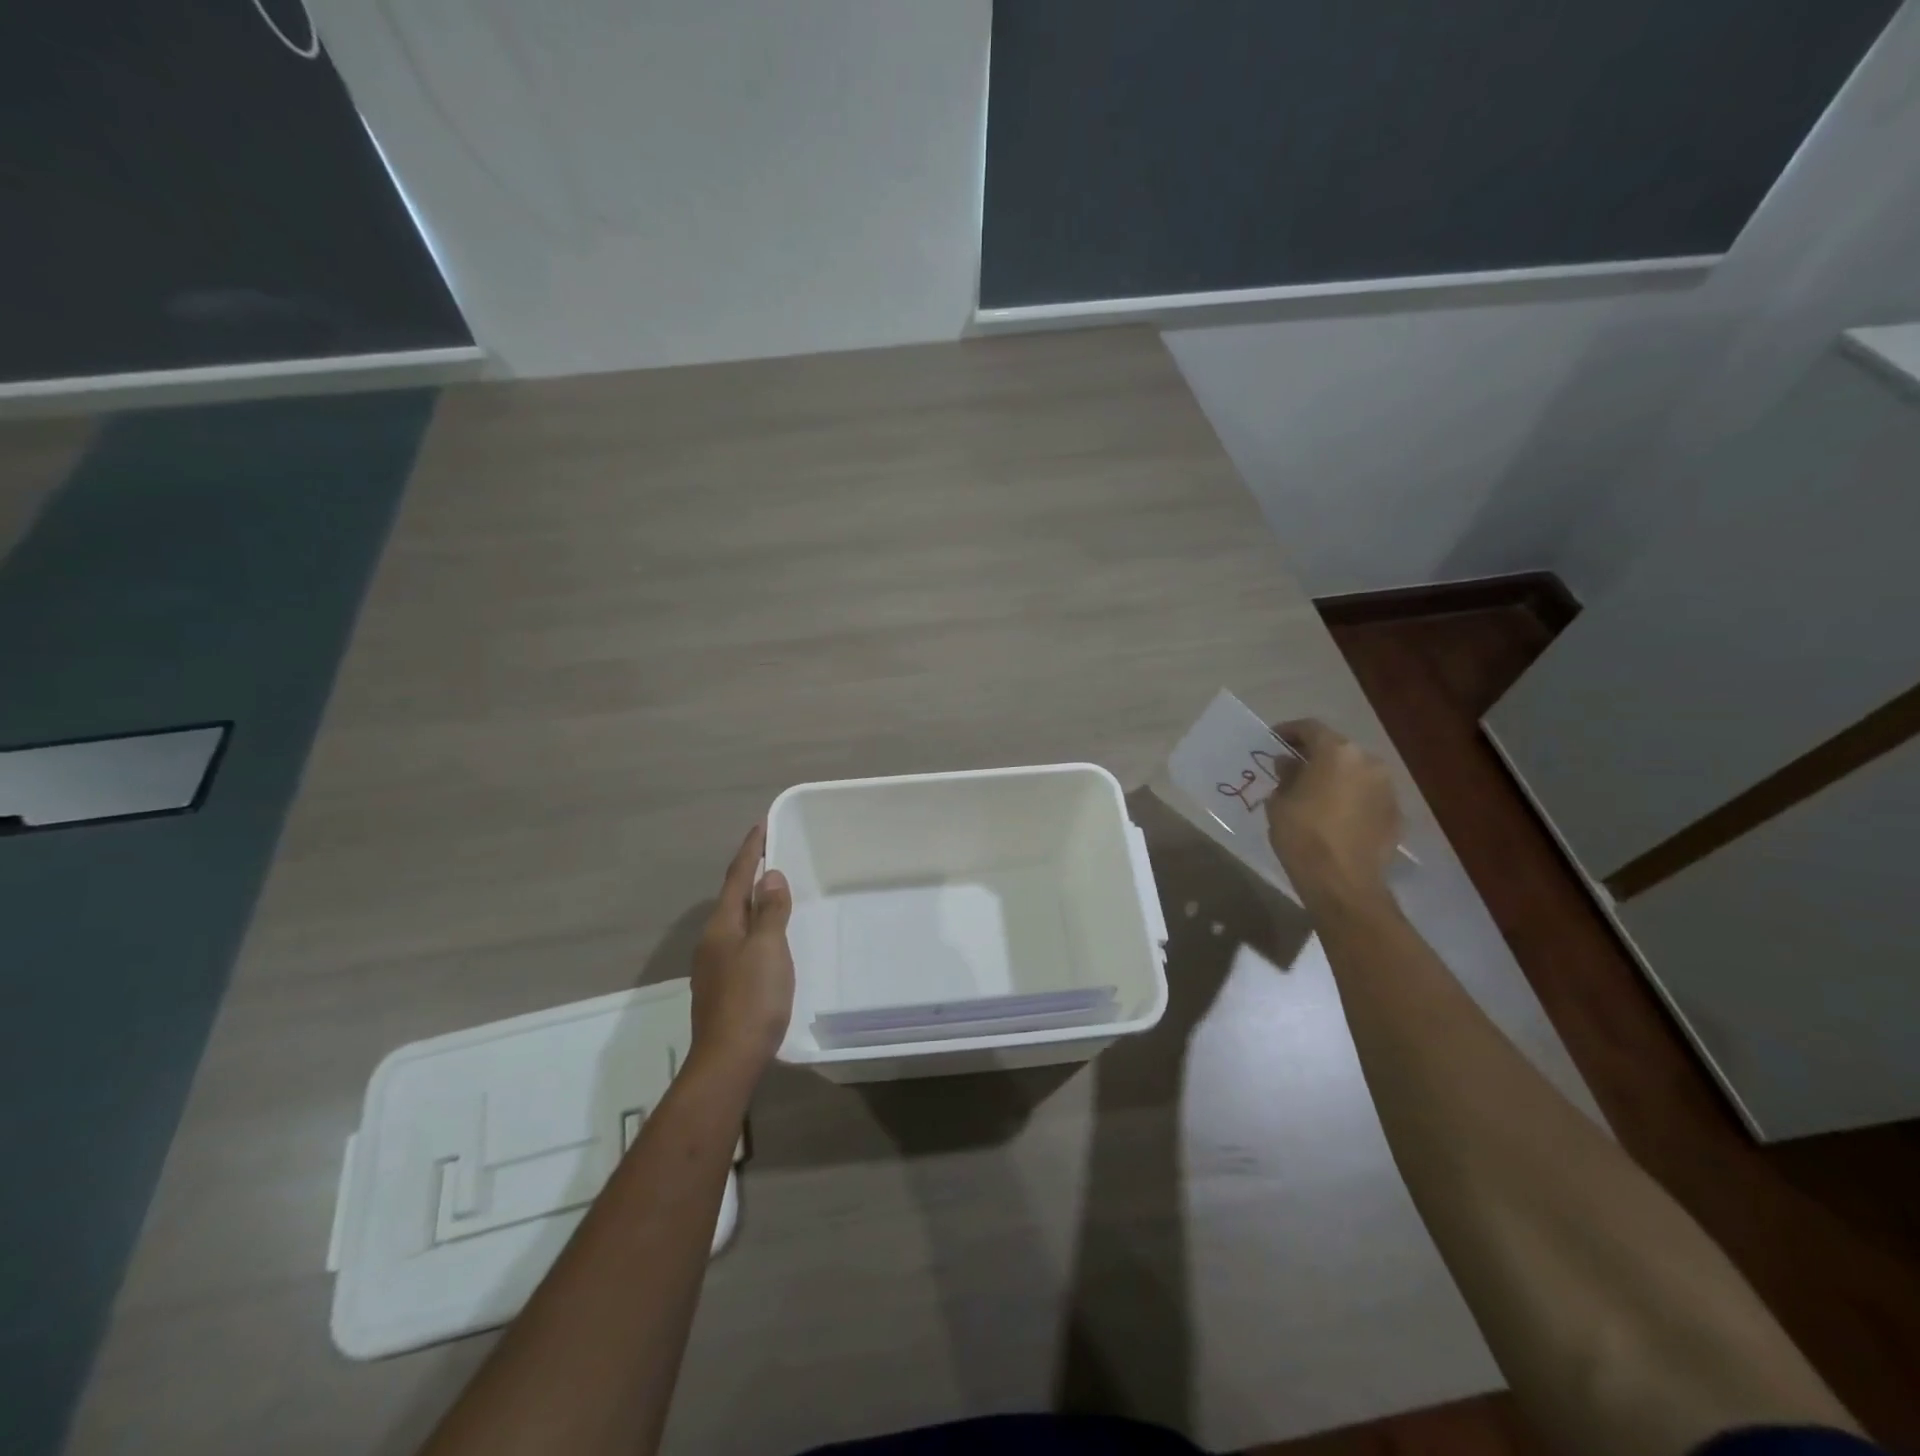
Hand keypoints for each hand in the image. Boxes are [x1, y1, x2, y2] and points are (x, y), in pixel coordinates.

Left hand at [689, 824, 794, 1081]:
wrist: (728, 1060)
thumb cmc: (752, 999)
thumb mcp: (768, 949)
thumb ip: (770, 912)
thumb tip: (770, 877)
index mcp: (722, 927)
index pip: (737, 878)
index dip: (750, 851)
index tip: (760, 826)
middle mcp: (712, 942)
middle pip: (732, 899)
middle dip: (750, 876)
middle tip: (771, 856)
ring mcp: (713, 967)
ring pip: (734, 922)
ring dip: (751, 903)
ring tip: (773, 893)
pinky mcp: (722, 987)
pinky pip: (739, 943)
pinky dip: (754, 928)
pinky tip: (767, 939)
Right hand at [1264, 719, 1401, 907]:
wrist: (1343, 882)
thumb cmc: (1303, 835)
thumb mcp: (1279, 802)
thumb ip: (1286, 776)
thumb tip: (1289, 764)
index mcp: (1337, 752)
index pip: (1311, 728)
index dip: (1289, 732)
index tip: (1273, 741)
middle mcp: (1368, 762)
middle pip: (1338, 749)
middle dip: (1315, 756)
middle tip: (1293, 769)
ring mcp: (1387, 789)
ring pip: (1356, 773)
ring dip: (1336, 778)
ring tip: (1315, 794)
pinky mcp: (1396, 814)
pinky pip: (1368, 797)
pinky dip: (1352, 799)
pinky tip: (1336, 817)